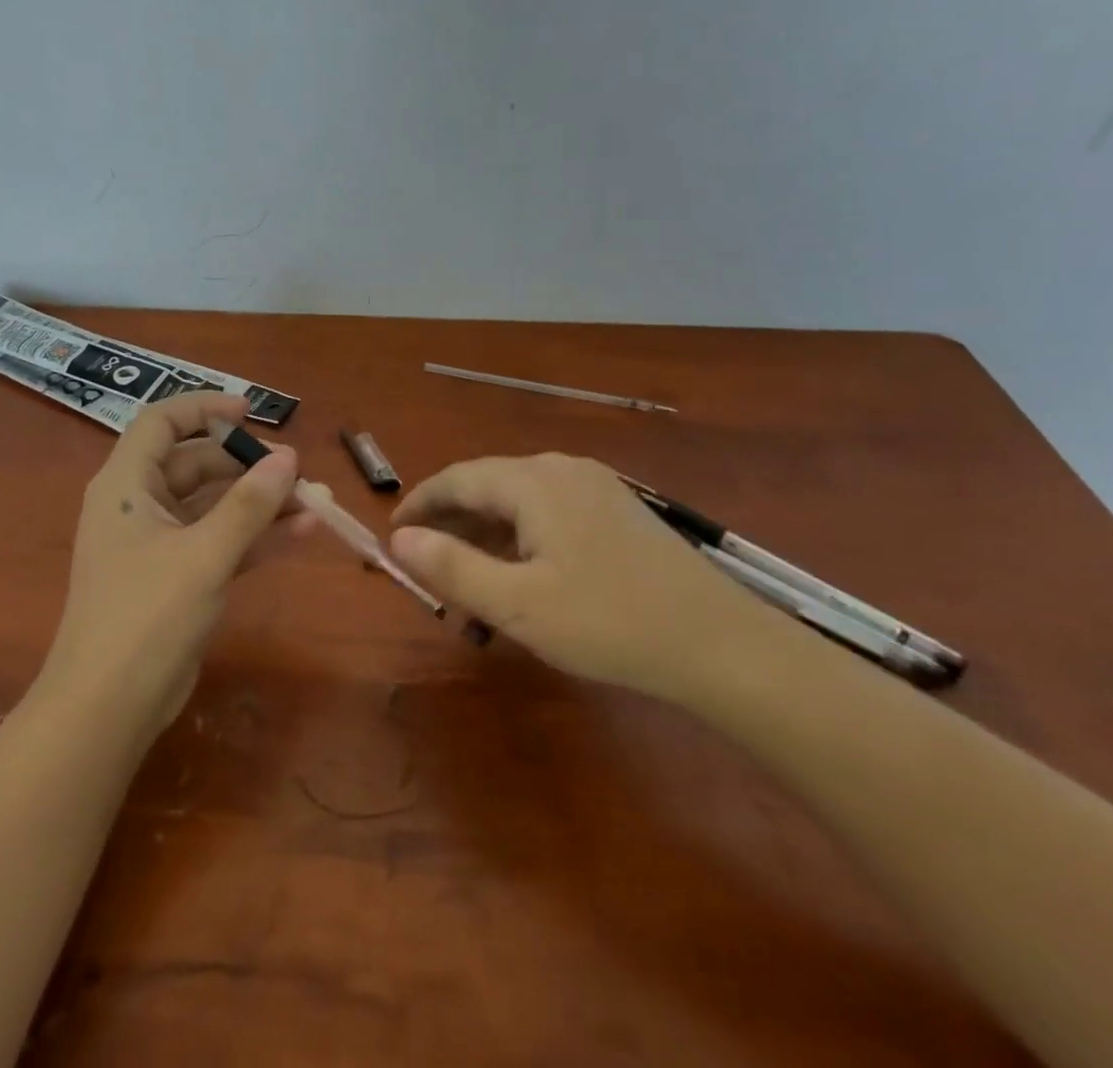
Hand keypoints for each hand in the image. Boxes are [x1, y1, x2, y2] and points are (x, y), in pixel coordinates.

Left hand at [40, 392, 303, 731]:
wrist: (108, 709)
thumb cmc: (147, 616)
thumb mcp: (204, 554)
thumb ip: (249, 504)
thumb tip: (289, 457)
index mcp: (126, 485)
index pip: (161, 423)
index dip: (204, 408)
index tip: (251, 411)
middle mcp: (139, 506)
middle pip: (196, 465)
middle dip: (247, 465)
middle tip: (296, 472)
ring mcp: (158, 544)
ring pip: (214, 506)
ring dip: (260, 503)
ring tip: (313, 501)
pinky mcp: (176, 578)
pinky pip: (219, 542)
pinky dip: (255, 537)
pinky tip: (301, 533)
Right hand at [389, 453, 798, 700]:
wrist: (720, 643)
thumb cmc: (608, 622)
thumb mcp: (517, 604)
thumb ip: (452, 567)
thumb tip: (398, 540)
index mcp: (533, 481)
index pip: (456, 480)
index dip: (418, 505)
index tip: (393, 537)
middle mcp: (561, 469)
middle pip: (487, 487)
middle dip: (450, 525)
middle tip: (426, 568)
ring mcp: (595, 487)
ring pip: (519, 502)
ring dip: (485, 537)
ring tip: (469, 584)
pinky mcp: (617, 511)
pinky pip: (549, 514)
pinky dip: (521, 540)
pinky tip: (521, 579)